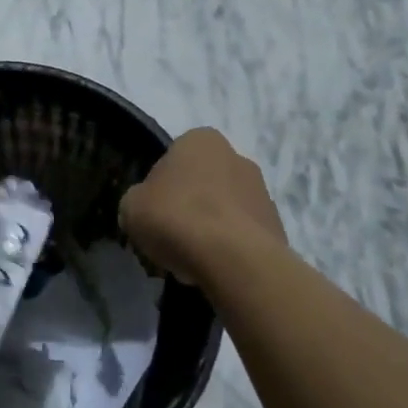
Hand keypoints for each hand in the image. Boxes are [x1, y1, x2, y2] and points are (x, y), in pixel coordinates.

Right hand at [120, 128, 286, 283]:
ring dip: (210, 227)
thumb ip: (138, 200)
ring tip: (192, 259)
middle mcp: (237, 156)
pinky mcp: (276, 226)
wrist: (232, 258)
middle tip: (171, 235)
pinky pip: (242, 235)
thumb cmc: (175, 217)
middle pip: (203, 182)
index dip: (160, 187)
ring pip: (224, 209)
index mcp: (201, 140)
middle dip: (190, 205)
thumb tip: (146, 208)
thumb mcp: (131, 206)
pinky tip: (214, 267)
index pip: (173, 158)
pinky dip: (229, 247)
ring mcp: (262, 191)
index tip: (153, 212)